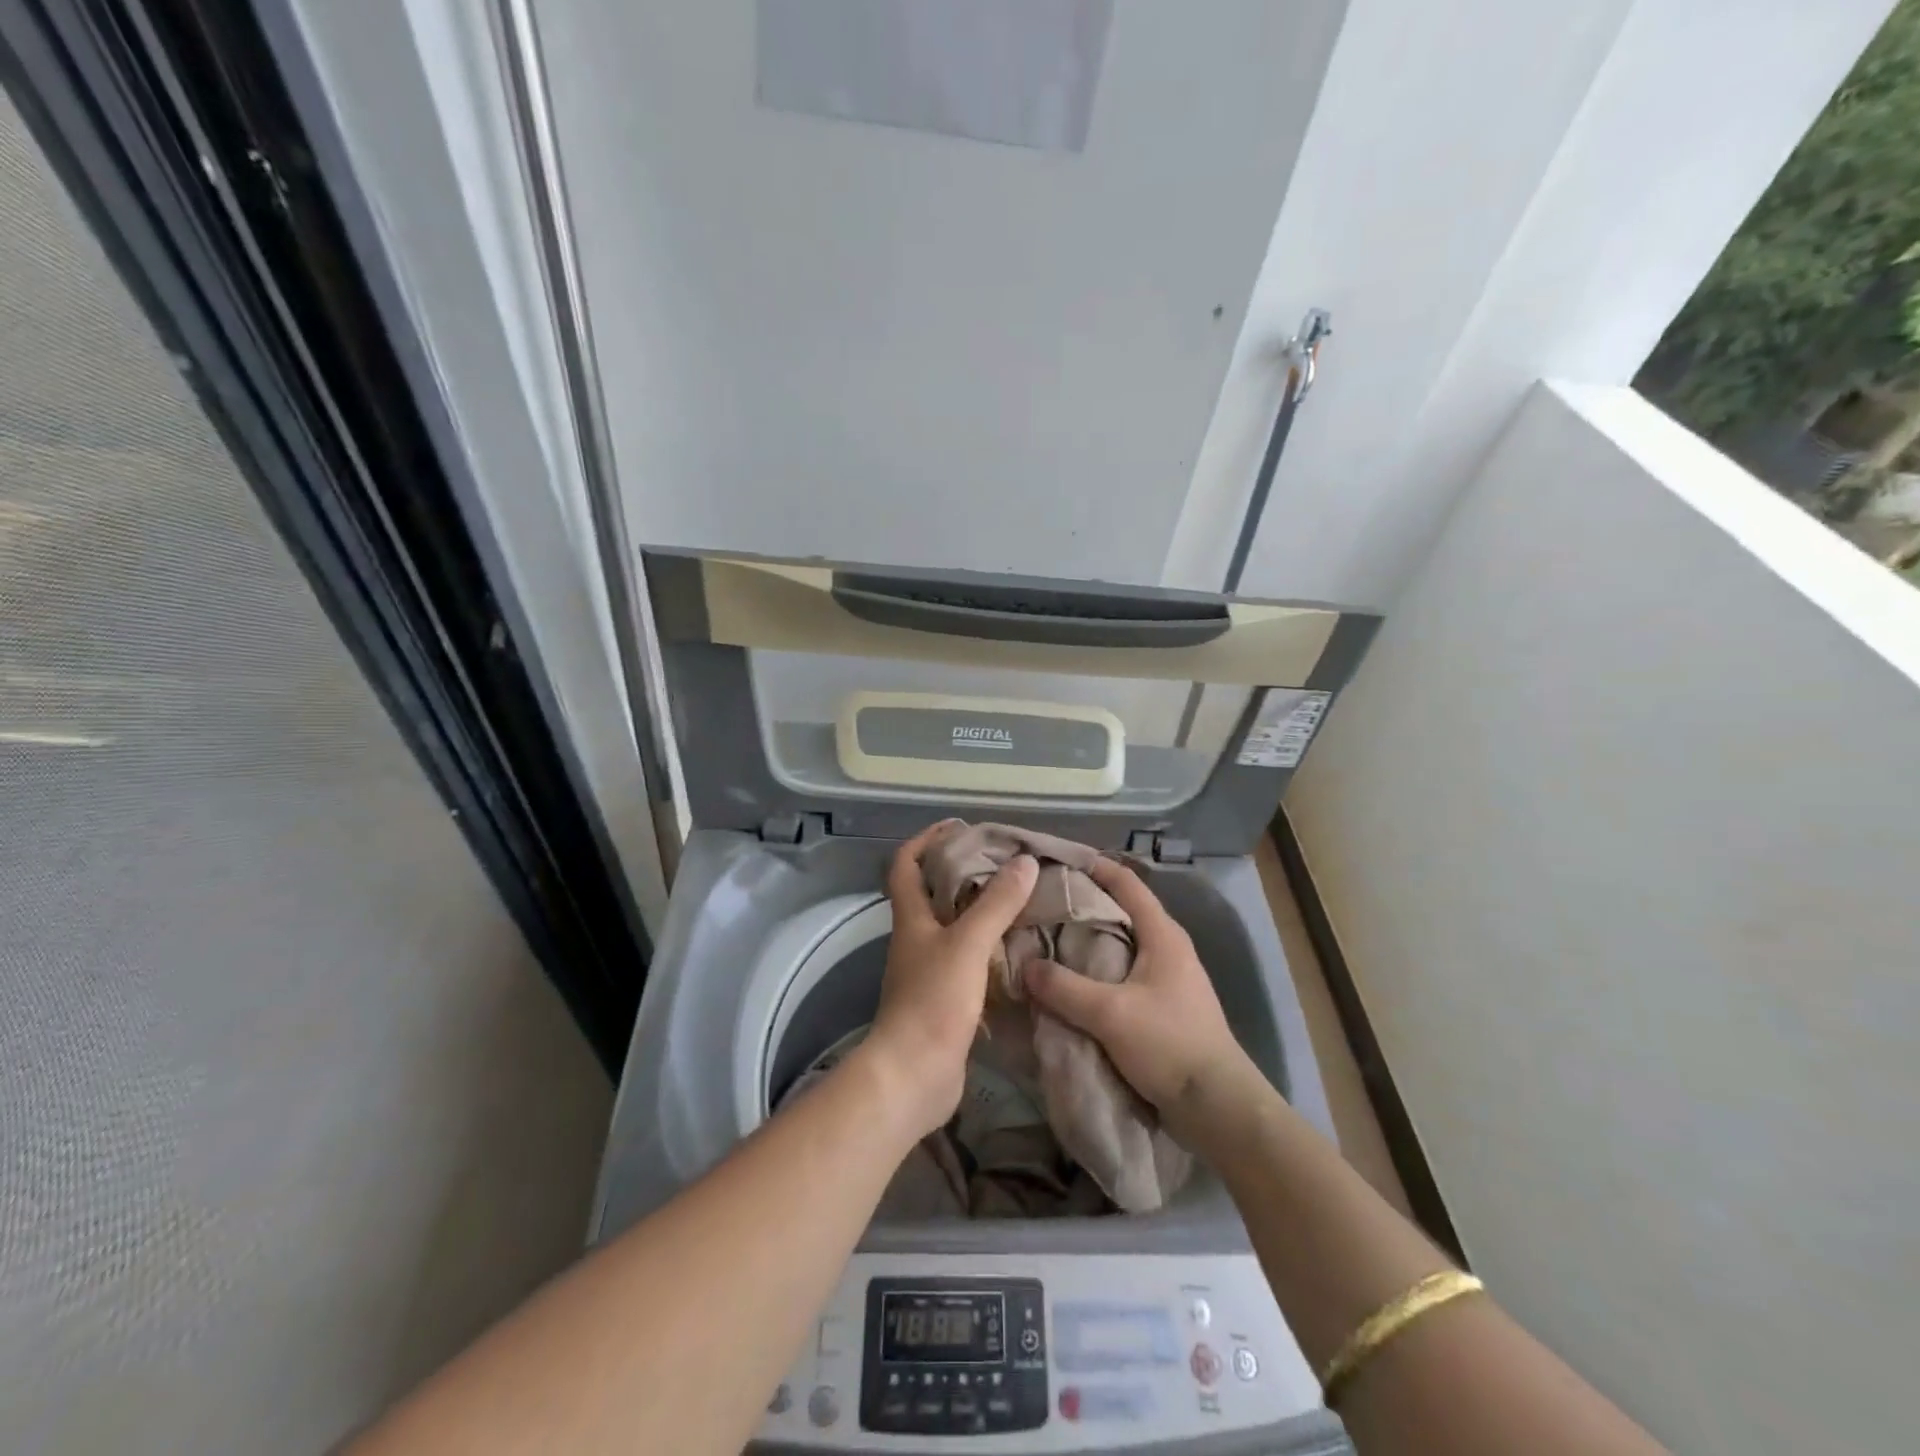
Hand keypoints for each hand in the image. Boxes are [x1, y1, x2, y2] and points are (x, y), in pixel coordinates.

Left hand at [859, 822, 1037, 1139]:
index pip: (905, 865)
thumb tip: (1025, 862)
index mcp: (911, 918)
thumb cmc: (933, 1002)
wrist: (914, 1076)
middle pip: (932, 893)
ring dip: (980, 911)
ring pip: (953, 928)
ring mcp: (929, 971)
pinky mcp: (946, 1000)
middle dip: (962, 872)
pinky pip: (969, 961)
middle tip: (1004, 862)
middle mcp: (916, 939)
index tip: (958, 827)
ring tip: (1020, 899)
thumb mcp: (968, 945)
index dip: (925, 840)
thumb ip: (996, 904)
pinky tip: (1019, 948)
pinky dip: (989, 949)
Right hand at [1022, 857, 1259, 1138]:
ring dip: (1089, 940)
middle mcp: (1168, 947)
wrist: (1217, 1106)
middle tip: (1042, 904)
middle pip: (1122, 911)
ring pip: (1122, 944)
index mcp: (1163, 934)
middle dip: (1084, 904)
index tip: (1057, 860)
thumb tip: (1025, 965)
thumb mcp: (1110, 1013)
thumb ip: (1064, 987)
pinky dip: (1097, 969)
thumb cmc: (1169, 1044)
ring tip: (1049, 940)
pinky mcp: (1164, 1005)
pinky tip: (1072, 981)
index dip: (1094, 866)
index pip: (1126, 883)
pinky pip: (1124, 973)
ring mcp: (1168, 977)